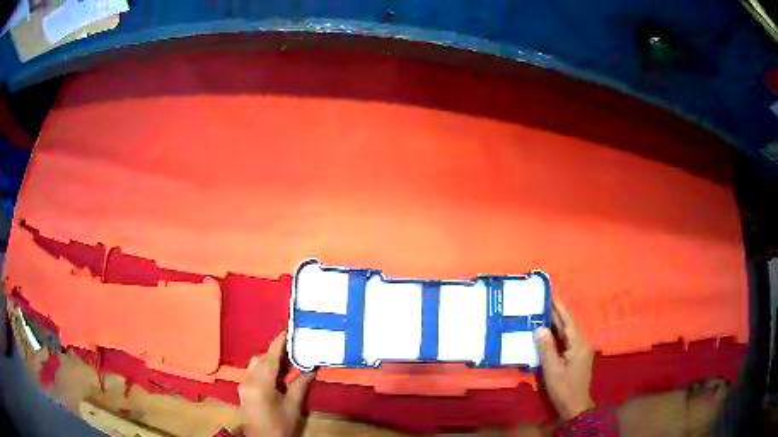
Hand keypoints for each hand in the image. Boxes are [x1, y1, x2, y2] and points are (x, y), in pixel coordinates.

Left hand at [239, 331, 314, 436]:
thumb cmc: (279, 425)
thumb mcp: (293, 407)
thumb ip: (300, 386)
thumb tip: (311, 369)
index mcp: (261, 384)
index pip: (270, 358)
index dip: (279, 343)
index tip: (289, 330)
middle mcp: (248, 380)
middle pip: (260, 359)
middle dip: (275, 352)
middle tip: (294, 349)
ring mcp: (243, 385)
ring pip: (255, 364)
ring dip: (269, 360)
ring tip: (288, 361)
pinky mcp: (244, 390)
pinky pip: (253, 372)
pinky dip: (264, 368)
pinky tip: (277, 375)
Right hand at [535, 299, 594, 419]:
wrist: (575, 406)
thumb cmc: (563, 388)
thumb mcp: (552, 370)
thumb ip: (546, 348)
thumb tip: (540, 328)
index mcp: (578, 344)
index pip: (568, 321)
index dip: (559, 308)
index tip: (550, 294)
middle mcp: (582, 344)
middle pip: (568, 326)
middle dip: (557, 314)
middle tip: (542, 302)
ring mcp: (581, 351)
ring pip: (568, 333)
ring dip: (557, 324)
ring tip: (543, 314)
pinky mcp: (578, 357)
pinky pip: (568, 341)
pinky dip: (558, 335)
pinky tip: (549, 334)